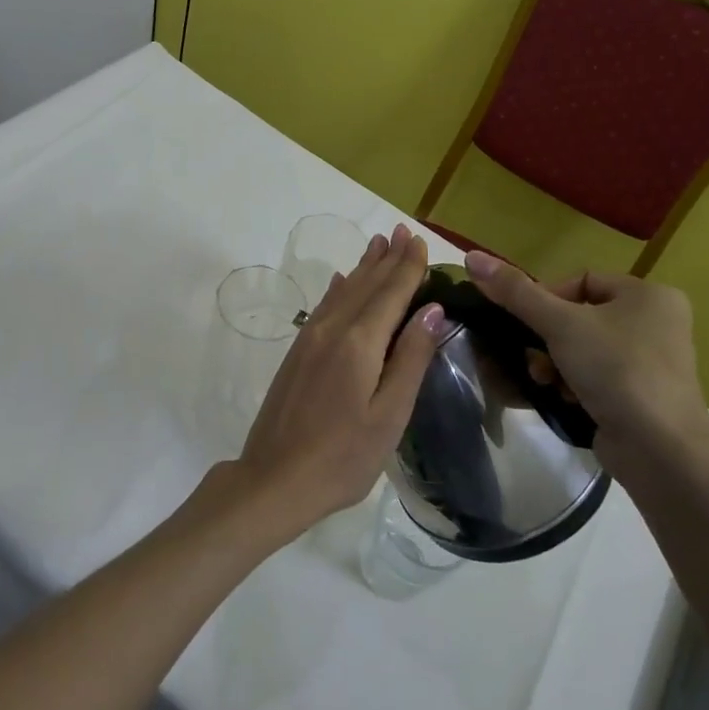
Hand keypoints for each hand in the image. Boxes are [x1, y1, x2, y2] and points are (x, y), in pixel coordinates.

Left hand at [234, 225, 441, 541]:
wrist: (274, 478)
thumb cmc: (343, 457)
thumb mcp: (389, 415)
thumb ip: (411, 358)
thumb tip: (433, 310)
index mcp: (360, 343)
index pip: (391, 293)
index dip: (409, 267)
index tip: (421, 241)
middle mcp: (333, 329)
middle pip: (367, 285)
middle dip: (388, 258)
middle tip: (403, 231)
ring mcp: (310, 338)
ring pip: (344, 291)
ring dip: (364, 267)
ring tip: (379, 244)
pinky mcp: (298, 351)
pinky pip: (325, 306)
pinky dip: (340, 288)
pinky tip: (343, 280)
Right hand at [463, 252, 708, 482]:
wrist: (662, 452)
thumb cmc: (616, 370)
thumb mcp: (560, 324)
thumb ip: (515, 291)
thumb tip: (472, 256)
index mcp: (649, 295)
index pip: (582, 281)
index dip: (548, 298)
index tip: (528, 323)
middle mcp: (657, 323)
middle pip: (580, 316)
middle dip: (547, 338)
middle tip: (533, 357)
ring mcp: (654, 363)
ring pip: (584, 348)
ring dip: (555, 363)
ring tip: (545, 381)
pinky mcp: (645, 397)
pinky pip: (597, 377)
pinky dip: (574, 384)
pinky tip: (562, 398)